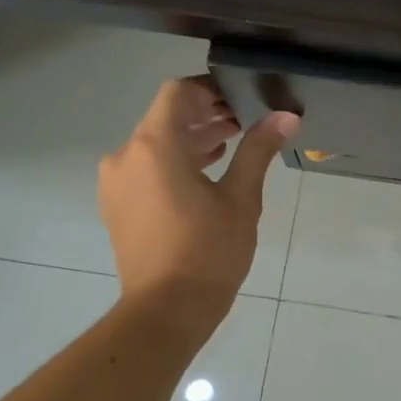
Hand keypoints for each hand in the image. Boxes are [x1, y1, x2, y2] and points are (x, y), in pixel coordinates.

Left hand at [99, 77, 299, 326]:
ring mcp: (115, 182)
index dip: (210, 90)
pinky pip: (144, 168)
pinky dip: (172, 163)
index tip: (242, 101)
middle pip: (165, 117)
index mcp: (155, 145)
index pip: (178, 93)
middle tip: (244, 123)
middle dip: (204, 116)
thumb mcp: (240, 199)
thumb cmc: (209, 252)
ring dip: (189, 140)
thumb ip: (258, 150)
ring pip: (154, 143)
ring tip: (229, 147)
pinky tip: (203, 176)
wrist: (166, 310)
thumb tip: (286, 117)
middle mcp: (126, 155)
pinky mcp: (116, 205)